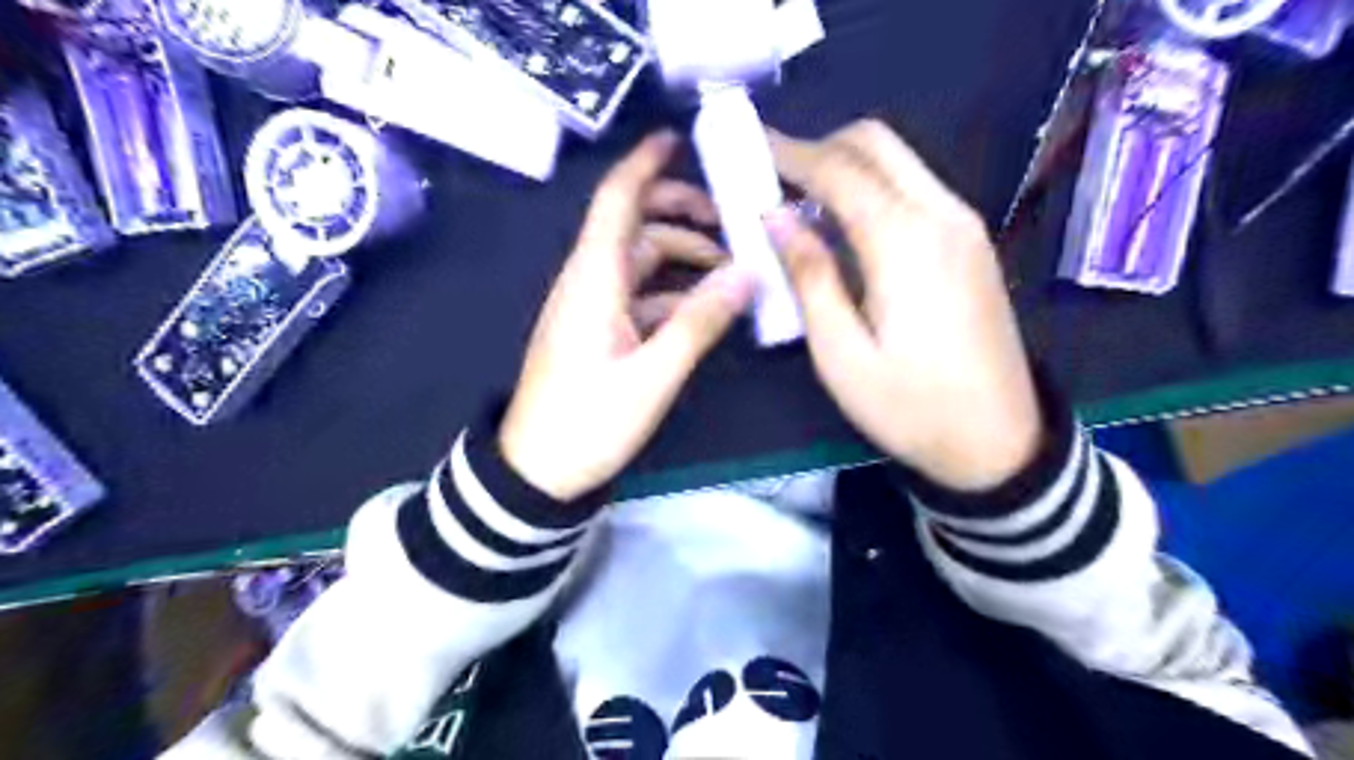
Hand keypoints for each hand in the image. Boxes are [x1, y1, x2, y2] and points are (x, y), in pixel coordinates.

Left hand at [497, 135, 756, 500]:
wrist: (538, 470)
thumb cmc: (589, 421)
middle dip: (681, 216)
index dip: (645, 165)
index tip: (678, 140)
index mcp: (594, 280)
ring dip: (682, 259)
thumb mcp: (653, 375)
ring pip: (640, 263)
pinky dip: (672, 294)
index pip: (617, 201)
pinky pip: (639, 297)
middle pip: (634, 228)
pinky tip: (703, 309)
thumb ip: (699, 322)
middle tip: (730, 224)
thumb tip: (745, 275)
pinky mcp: (597, 333)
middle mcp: (589, 282)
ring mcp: (592, 308)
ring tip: (731, 272)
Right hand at [766, 122, 1037, 489]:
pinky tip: (846, 229)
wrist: (999, 441)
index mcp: (905, 240)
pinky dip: (873, 190)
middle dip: (820, 147)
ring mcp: (964, 224)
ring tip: (801, 204)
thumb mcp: (841, 354)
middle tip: (774, 178)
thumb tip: (774, 217)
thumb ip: (809, 276)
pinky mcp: (971, 242)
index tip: (748, 147)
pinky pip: (915, 189)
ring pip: (899, 161)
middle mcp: (941, 213)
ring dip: (847, 167)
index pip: (838, 169)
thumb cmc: (911, 407)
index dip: (788, 153)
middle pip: (876, 143)